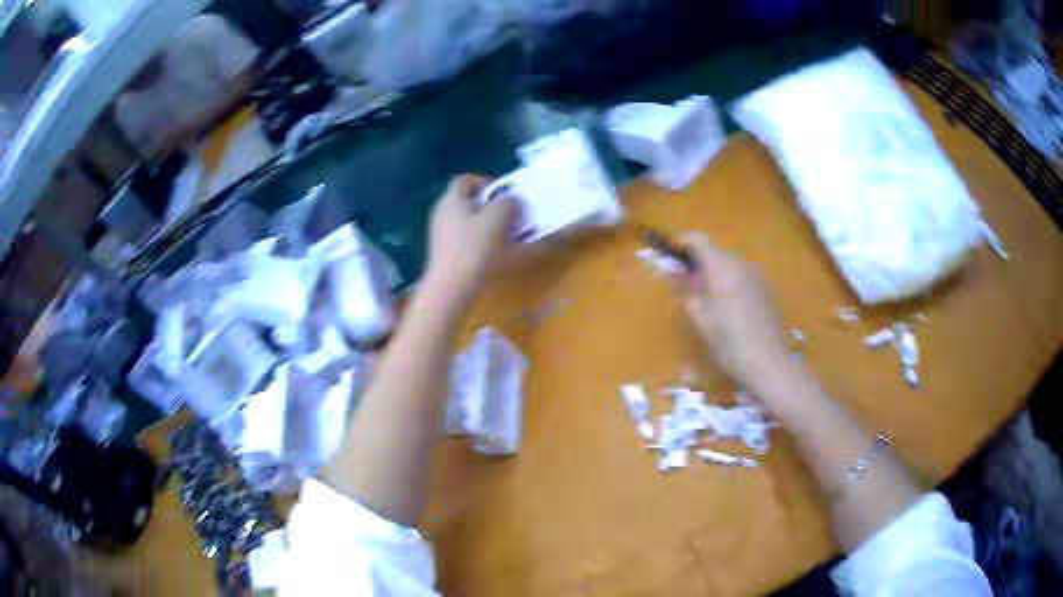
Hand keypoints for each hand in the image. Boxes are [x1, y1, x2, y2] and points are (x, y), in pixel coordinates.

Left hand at [426, 175, 519, 303]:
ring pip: (467, 220)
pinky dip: (480, 239)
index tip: (504, 195)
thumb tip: (511, 200)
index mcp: (452, 199)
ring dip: (487, 223)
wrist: (450, 287)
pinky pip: (464, 237)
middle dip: (490, 205)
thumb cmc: (473, 249)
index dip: (486, 182)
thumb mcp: (497, 219)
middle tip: (509, 215)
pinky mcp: (444, 251)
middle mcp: (442, 212)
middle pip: (467, 200)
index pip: (466, 180)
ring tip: (507, 234)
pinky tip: (494, 251)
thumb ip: (507, 203)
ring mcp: (441, 233)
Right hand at [672, 232, 791, 390]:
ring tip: (708, 302)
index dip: (683, 241)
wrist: (769, 363)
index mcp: (723, 267)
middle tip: (687, 286)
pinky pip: (744, 278)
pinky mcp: (768, 291)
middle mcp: (743, 265)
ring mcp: (759, 277)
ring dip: (716, 275)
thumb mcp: (701, 320)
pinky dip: (732, 285)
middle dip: (699, 264)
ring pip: (732, 266)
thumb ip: (686, 292)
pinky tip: (730, 312)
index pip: (699, 239)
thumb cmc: (730, 342)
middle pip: (717, 253)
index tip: (671, 253)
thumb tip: (674, 275)